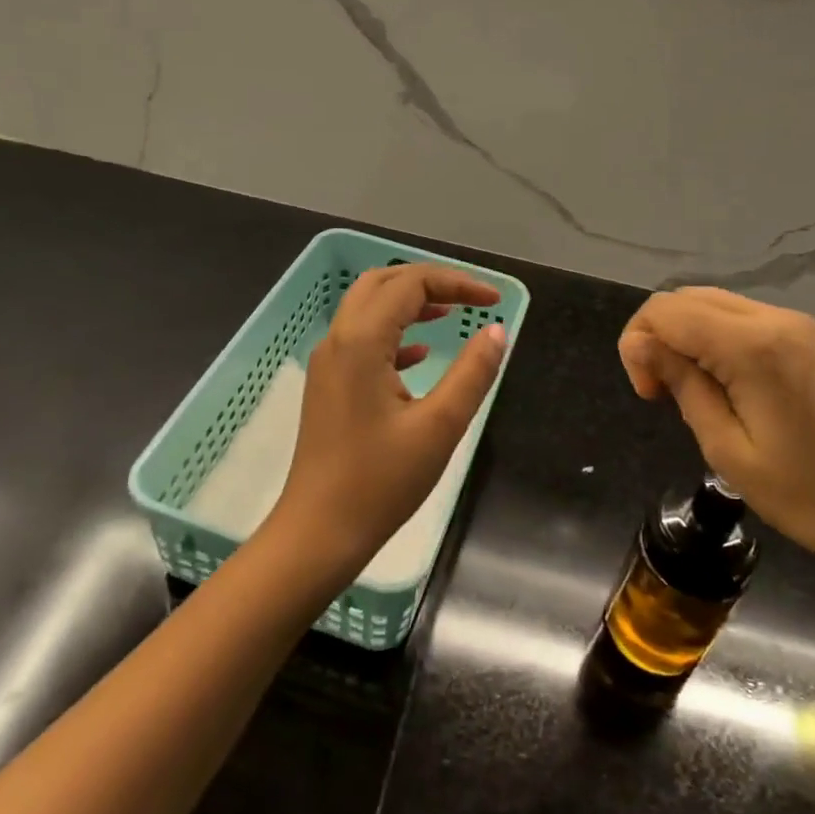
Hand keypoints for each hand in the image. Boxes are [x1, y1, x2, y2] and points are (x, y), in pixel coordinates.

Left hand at [267, 264, 507, 579]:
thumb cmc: (380, 482)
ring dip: (409, 303)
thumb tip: (496, 331)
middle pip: (382, 283)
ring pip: (368, 309)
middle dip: (428, 281)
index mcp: (361, 342)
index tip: (495, 300)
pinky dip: (394, 333)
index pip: (410, 285)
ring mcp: (328, 363)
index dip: (456, 282)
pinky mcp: (329, 386)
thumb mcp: (439, 426)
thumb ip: (472, 373)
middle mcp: (338, 341)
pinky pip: (362, 339)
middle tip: (469, 297)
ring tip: (450, 313)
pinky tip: (421, 355)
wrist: (318, 532)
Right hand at [619, 288, 814, 629]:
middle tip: (664, 395)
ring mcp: (803, 325)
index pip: (665, 310)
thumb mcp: (729, 450)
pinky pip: (748, 321)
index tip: (650, 395)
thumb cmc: (812, 497)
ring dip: (689, 337)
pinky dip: (720, 341)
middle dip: (659, 336)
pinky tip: (731, 386)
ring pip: (717, 306)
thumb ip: (682, 385)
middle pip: (689, 298)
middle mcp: (777, 319)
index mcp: (753, 345)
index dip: (638, 345)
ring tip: (696, 393)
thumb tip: (641, 345)